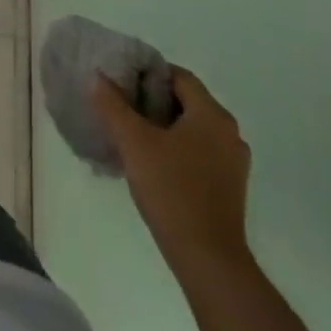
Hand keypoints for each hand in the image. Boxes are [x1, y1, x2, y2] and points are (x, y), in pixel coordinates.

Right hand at [90, 66, 251, 278]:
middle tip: (118, 105)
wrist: (207, 258)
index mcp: (212, 115)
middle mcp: (229, 133)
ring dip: (161, 124)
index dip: (147, 73)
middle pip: (185, 100)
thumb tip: (98, 77)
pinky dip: (174, 146)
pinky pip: (197, 150)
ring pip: (190, 127)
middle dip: (150, 99)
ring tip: (128, 132)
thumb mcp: (133, 141)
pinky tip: (149, 161)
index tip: (119, 81)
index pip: (178, 75)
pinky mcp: (228, 185)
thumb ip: (112, 104)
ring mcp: (232, 162)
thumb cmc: (171, 189)